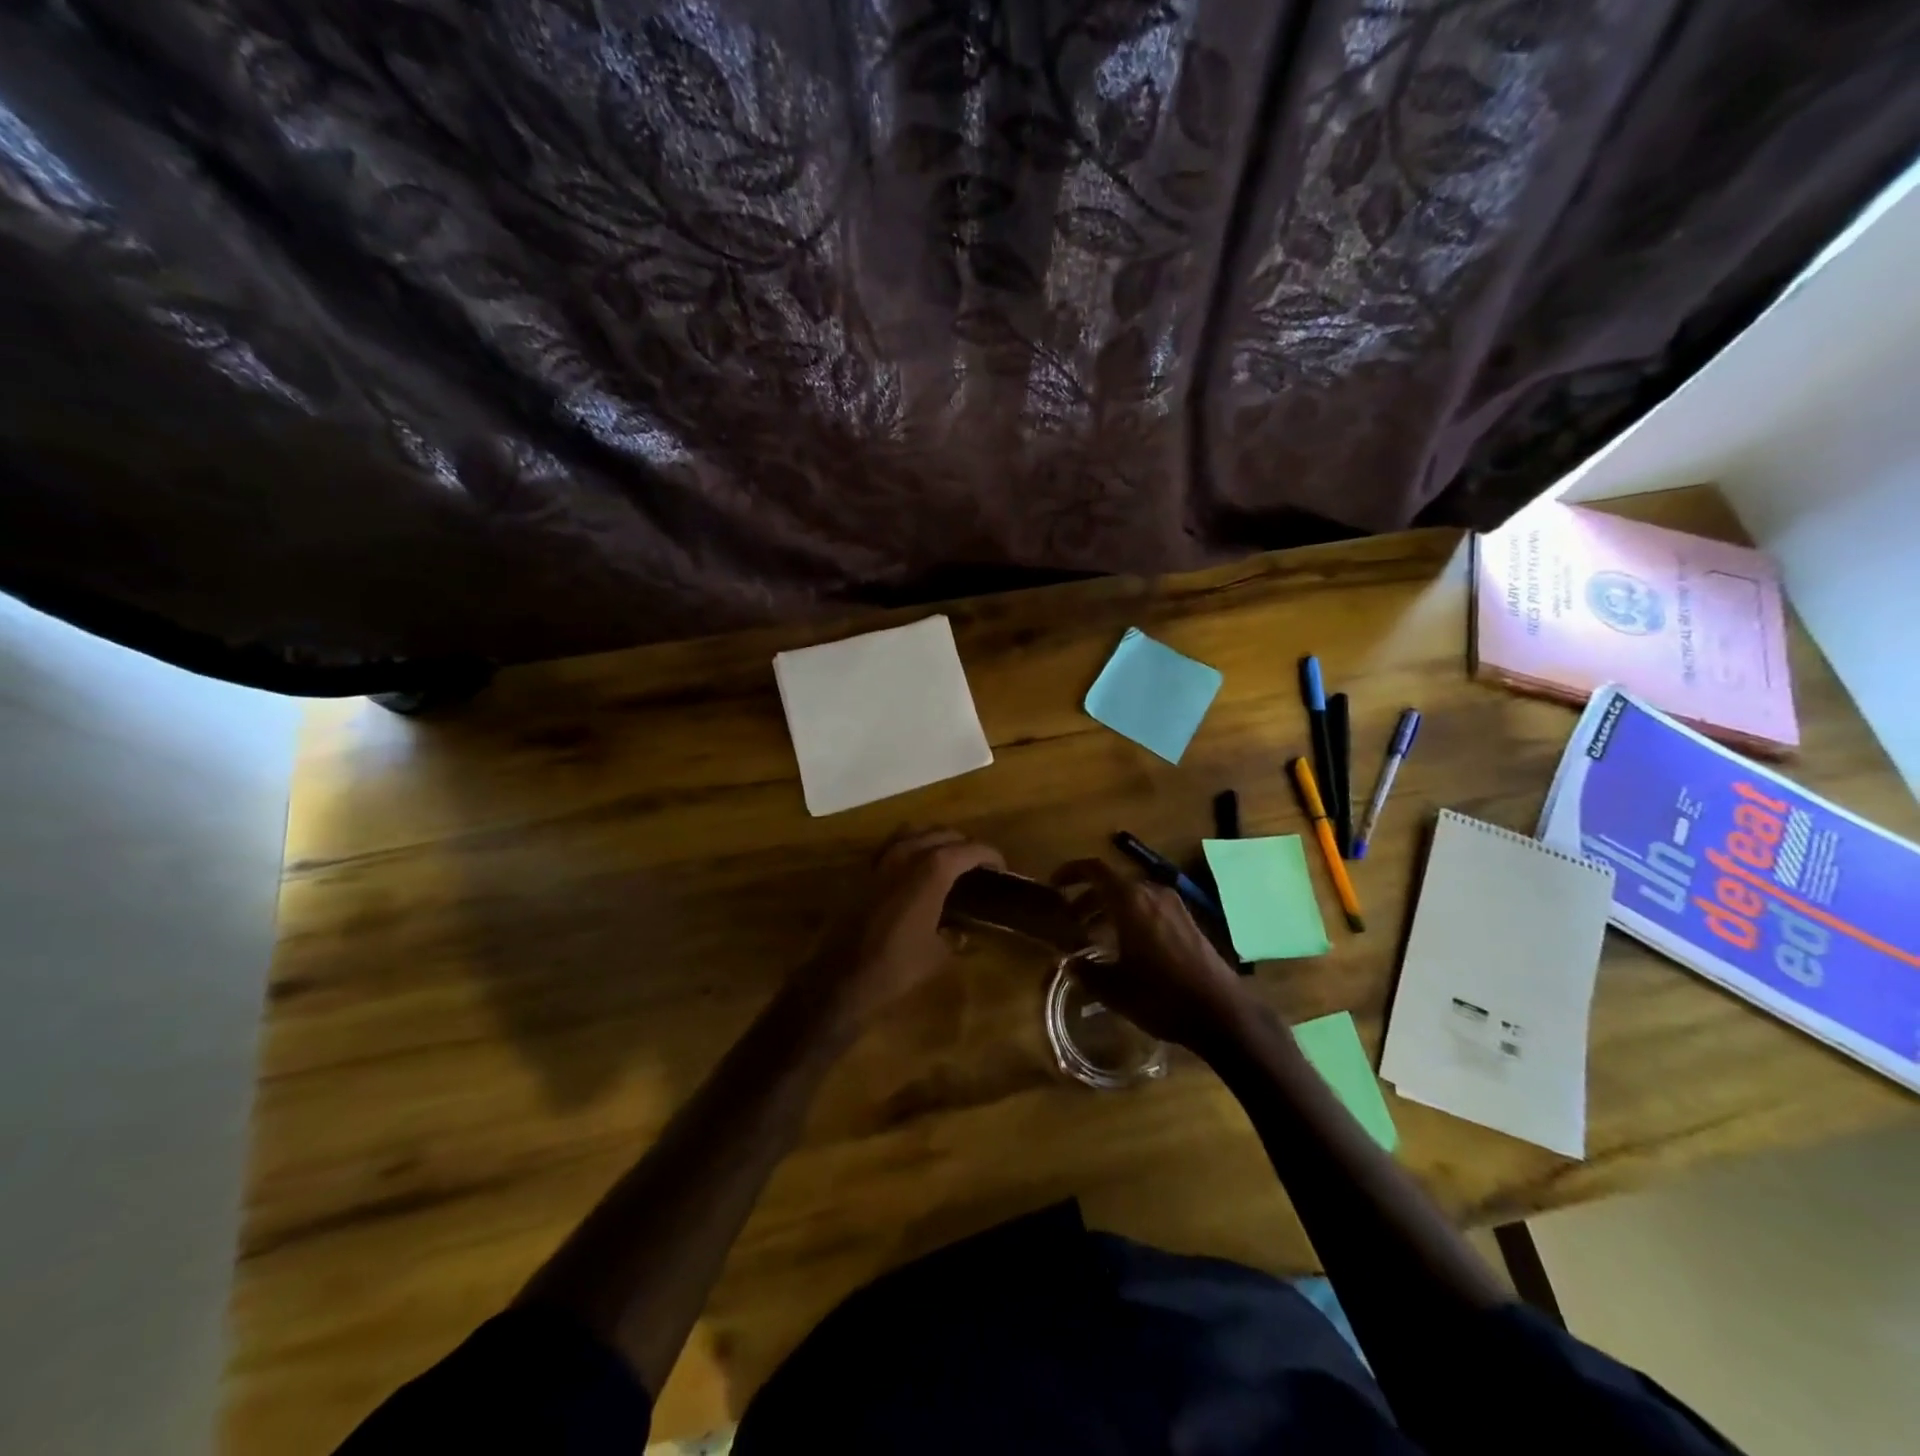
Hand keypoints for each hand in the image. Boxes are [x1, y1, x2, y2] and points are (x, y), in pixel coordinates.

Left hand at [792, 828, 1004, 1038]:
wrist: (841, 976)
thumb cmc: (896, 966)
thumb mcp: (938, 955)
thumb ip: (954, 936)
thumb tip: (961, 932)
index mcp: (932, 871)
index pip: (968, 849)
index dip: (989, 855)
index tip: (1001, 866)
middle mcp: (907, 855)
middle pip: (942, 834)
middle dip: (964, 844)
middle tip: (977, 865)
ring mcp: (881, 860)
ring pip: (914, 832)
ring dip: (934, 838)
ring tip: (947, 858)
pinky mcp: (863, 872)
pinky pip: (891, 845)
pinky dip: (909, 846)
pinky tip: (913, 866)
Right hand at [1051, 857, 1253, 1052]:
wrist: (1221, 1012)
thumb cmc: (1161, 996)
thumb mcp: (1114, 989)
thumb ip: (1086, 972)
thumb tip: (1068, 963)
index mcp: (1130, 900)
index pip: (1095, 870)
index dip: (1071, 872)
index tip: (1054, 885)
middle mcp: (1152, 893)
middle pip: (1113, 883)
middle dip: (1089, 897)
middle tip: (1071, 920)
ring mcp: (1174, 906)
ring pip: (1133, 895)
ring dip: (1110, 908)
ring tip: (1095, 935)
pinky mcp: (1188, 921)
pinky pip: (1150, 907)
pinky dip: (1131, 916)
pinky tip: (1127, 946)